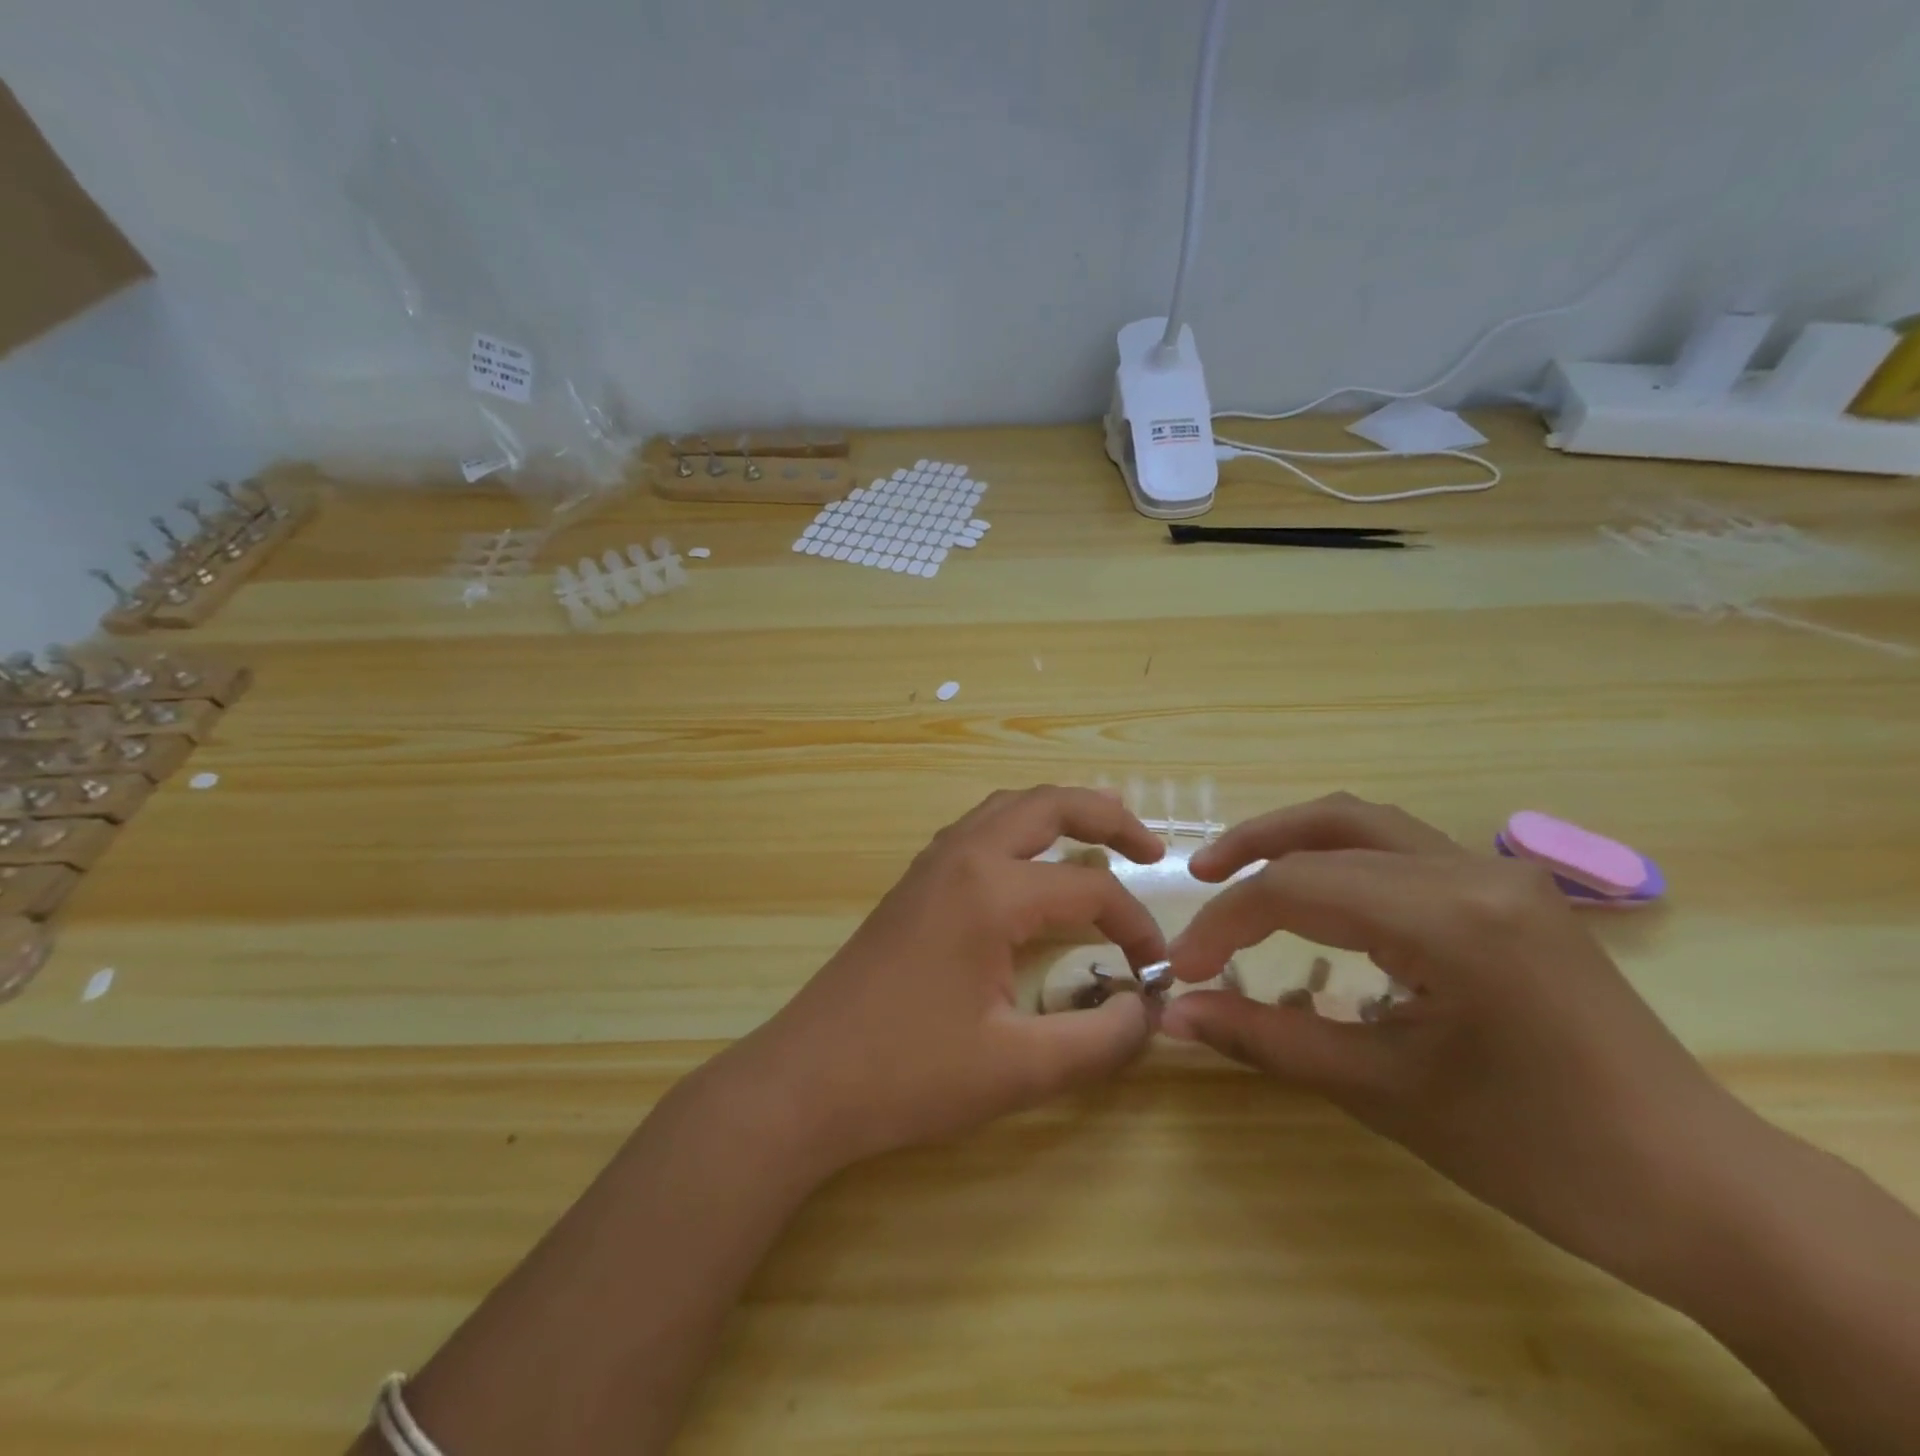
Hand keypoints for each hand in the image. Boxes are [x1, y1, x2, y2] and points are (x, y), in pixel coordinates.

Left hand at [720, 787, 1169, 1174]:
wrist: (806, 1081)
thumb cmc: (910, 1074)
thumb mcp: (1019, 1070)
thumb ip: (1100, 1041)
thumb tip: (1148, 1011)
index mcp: (990, 891)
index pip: (1090, 889)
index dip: (1136, 928)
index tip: (1157, 975)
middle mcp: (961, 857)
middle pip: (1047, 805)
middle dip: (1108, 817)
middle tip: (1153, 850)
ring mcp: (930, 865)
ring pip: (1007, 808)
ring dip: (1059, 813)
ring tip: (1102, 836)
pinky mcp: (912, 884)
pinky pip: (978, 831)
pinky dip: (1020, 830)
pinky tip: (1031, 867)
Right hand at [1161, 793, 1744, 1290]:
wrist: (1700, 1191)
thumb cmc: (1538, 1152)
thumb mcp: (1384, 1092)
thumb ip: (1267, 1038)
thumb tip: (1174, 1016)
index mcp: (1450, 918)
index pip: (1297, 889)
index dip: (1225, 923)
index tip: (1182, 968)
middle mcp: (1474, 871)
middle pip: (1330, 829)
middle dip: (1251, 852)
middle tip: (1196, 880)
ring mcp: (1500, 875)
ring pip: (1368, 824)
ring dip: (1296, 840)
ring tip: (1242, 873)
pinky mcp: (1510, 892)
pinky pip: (1403, 850)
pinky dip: (1342, 859)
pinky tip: (1321, 901)